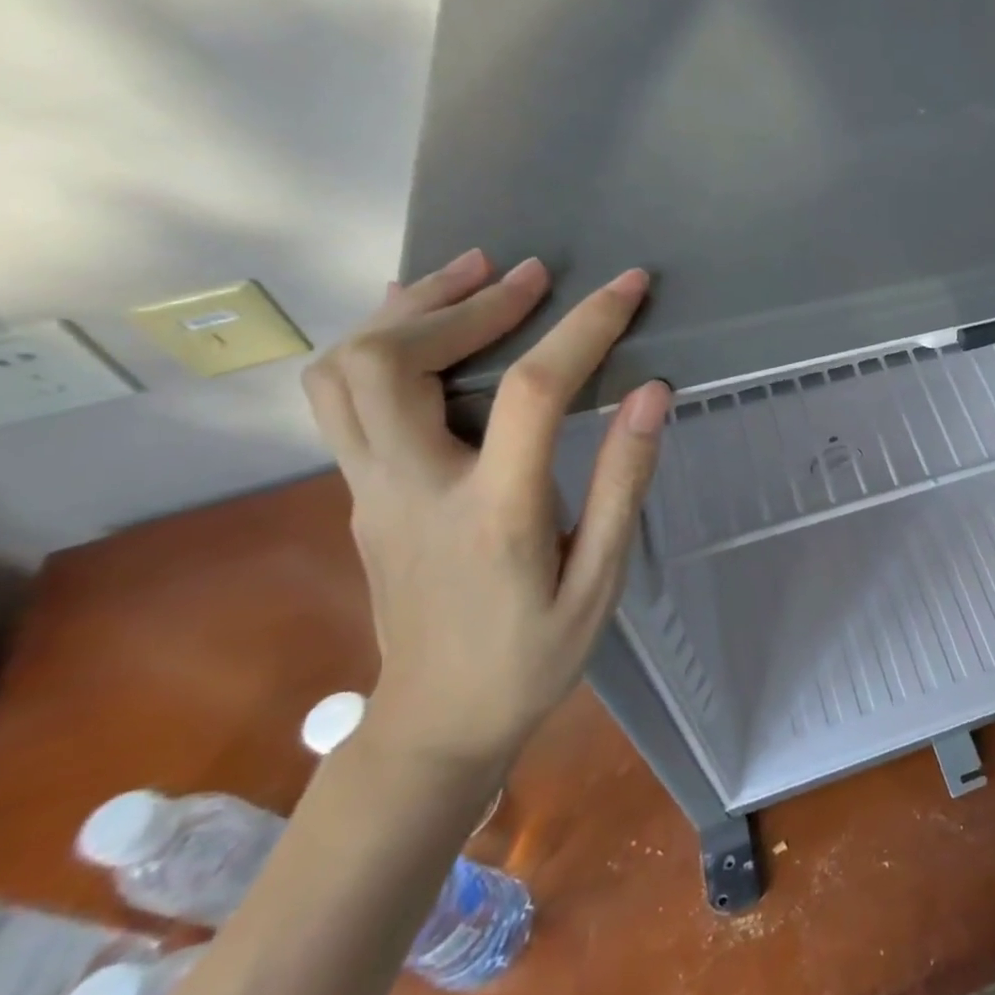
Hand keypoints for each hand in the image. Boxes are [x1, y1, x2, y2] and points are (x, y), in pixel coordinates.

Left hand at [301, 249, 669, 772]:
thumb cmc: (534, 655)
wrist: (436, 721)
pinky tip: (421, 318)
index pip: (534, 393)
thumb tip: (652, 393)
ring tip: (472, 273)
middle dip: (469, 302)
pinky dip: (380, 338)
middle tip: (530, 272)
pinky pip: (342, 395)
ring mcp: (370, 488)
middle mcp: (412, 488)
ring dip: (409, 309)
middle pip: (397, 363)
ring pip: (346, 371)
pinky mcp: (358, 490)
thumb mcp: (600, 579)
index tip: (628, 285)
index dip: (583, 327)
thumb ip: (623, 482)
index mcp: (492, 514)